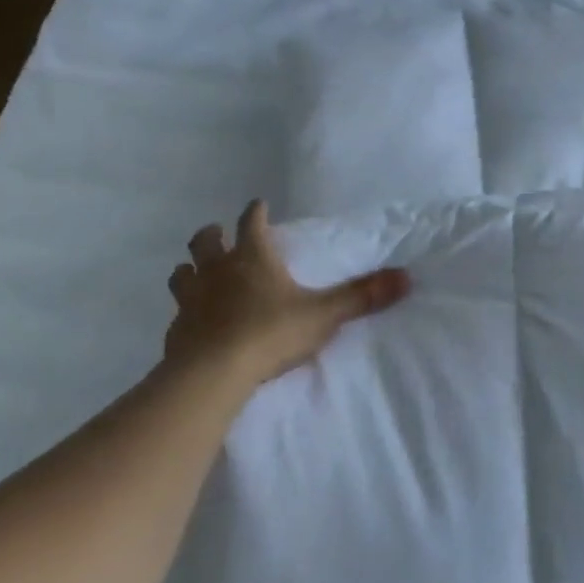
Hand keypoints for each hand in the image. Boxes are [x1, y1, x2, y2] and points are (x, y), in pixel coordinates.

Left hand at [166, 200, 410, 387]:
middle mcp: (217, 271)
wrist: (212, 376)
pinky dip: (186, 311)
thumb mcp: (324, 314)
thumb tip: (406, 277)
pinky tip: (195, 323)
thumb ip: (362, 296)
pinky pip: (178, 313)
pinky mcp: (176, 331)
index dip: (255, 212)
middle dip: (212, 235)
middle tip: (220, 237)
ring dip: (191, 270)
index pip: (251, 222)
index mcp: (252, 257)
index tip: (259, 206)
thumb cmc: (270, 333)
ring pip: (182, 273)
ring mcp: (191, 300)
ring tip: (200, 276)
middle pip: (205, 241)